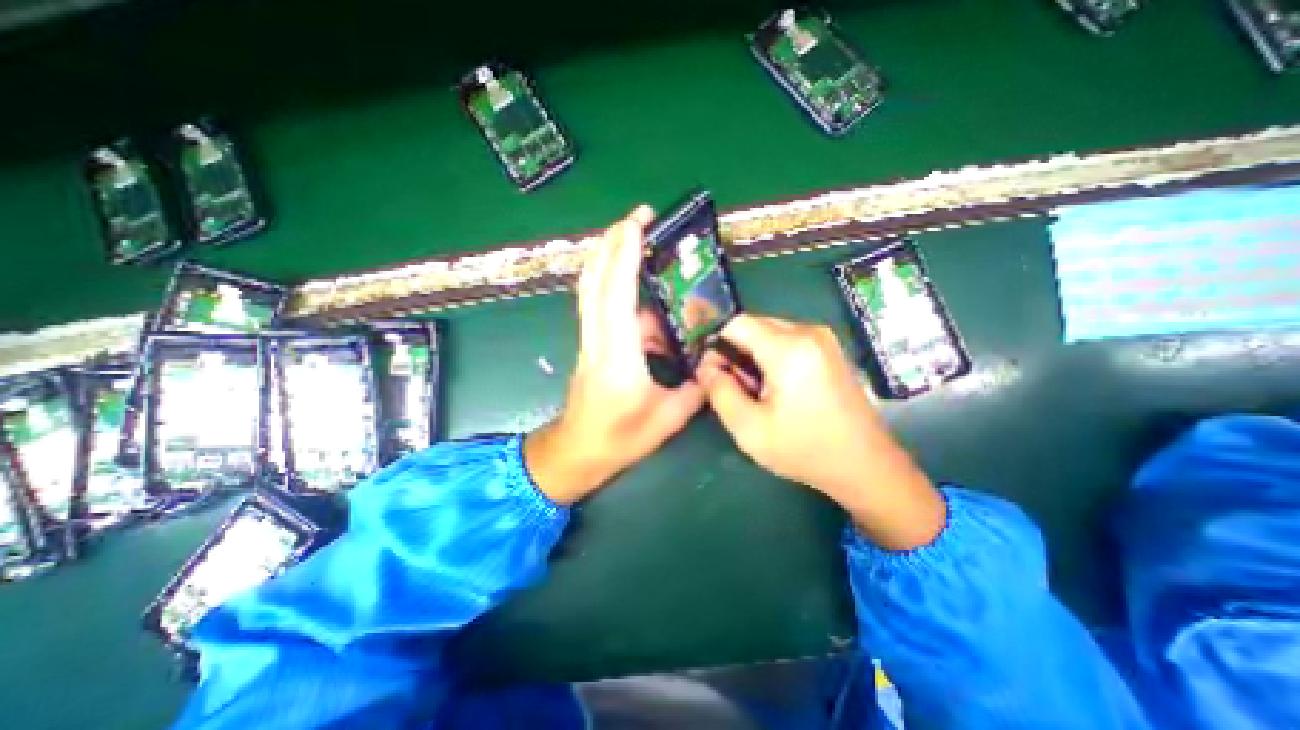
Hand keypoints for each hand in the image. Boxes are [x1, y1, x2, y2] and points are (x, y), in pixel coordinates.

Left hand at [522, 203, 705, 502]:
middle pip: (596, 280)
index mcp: (617, 356)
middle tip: (638, 216)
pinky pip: (599, 305)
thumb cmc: (619, 439)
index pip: (618, 294)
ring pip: (592, 288)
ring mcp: (590, 340)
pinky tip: (642, 293)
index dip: (625, 254)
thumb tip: (713, 362)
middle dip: (613, 241)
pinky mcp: (592, 344)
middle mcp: (598, 340)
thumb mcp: (668, 418)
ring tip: (637, 240)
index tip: (637, 222)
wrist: (577, 452)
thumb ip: (696, 388)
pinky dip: (615, 286)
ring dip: (610, 258)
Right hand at [697, 316, 950, 549]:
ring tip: (756, 391)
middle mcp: (808, 332)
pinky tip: (776, 387)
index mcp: (789, 349)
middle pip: (753, 325)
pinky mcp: (828, 348)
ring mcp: (823, 338)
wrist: (865, 465)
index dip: (716, 344)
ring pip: (769, 332)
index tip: (712, 372)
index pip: (736, 323)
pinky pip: (786, 339)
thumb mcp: (749, 428)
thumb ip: (719, 391)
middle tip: (734, 386)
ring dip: (752, 355)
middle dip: (734, 351)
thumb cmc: (805, 450)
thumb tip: (705, 367)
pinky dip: (771, 356)